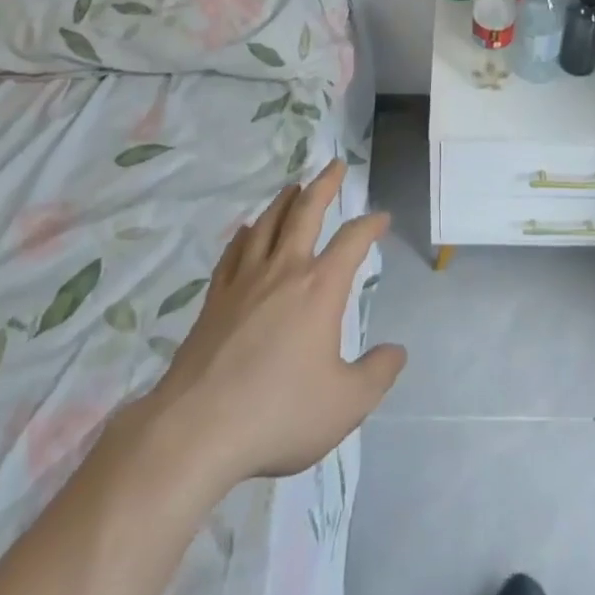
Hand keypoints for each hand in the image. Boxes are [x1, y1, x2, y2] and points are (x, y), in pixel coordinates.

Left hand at [120, 160, 405, 489]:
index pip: (352, 241)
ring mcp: (245, 281)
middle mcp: (284, 271)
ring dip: (284, 201)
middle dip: (324, 185)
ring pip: (267, 224)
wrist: (197, 429)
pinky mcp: (215, 299)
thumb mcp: (345, 404)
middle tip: (335, 165)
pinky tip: (245, 231)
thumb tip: (397, 351)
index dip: (370, 224)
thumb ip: (377, 374)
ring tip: (294, 187)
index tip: (382, 218)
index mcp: (320, 288)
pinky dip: (244, 236)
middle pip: (306, 212)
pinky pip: (233, 254)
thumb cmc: (278, 413)